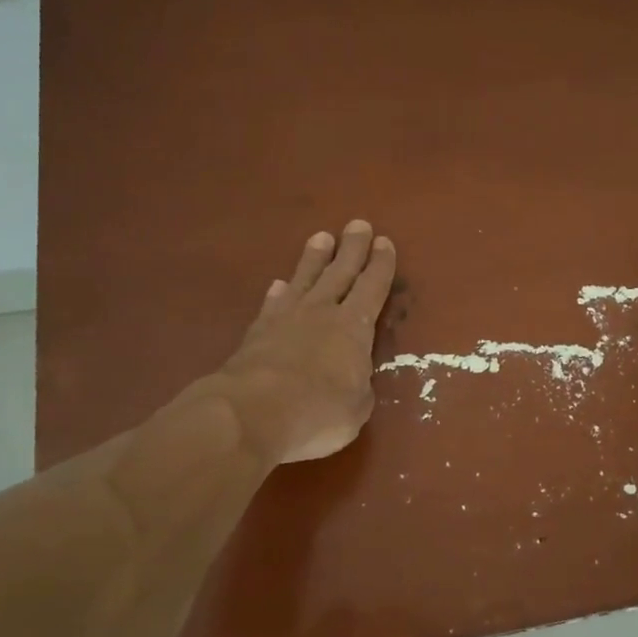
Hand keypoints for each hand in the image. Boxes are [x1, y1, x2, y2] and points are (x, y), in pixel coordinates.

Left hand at [213, 220, 397, 463]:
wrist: (252, 412)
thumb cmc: (319, 412)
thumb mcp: (356, 407)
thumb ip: (358, 386)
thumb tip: (351, 375)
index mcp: (354, 328)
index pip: (373, 288)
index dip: (381, 266)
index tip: (384, 242)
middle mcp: (322, 313)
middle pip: (340, 272)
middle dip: (352, 249)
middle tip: (358, 224)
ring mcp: (285, 319)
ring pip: (305, 279)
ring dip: (314, 259)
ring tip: (321, 238)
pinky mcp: (256, 333)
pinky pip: (272, 304)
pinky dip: (279, 293)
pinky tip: (279, 285)